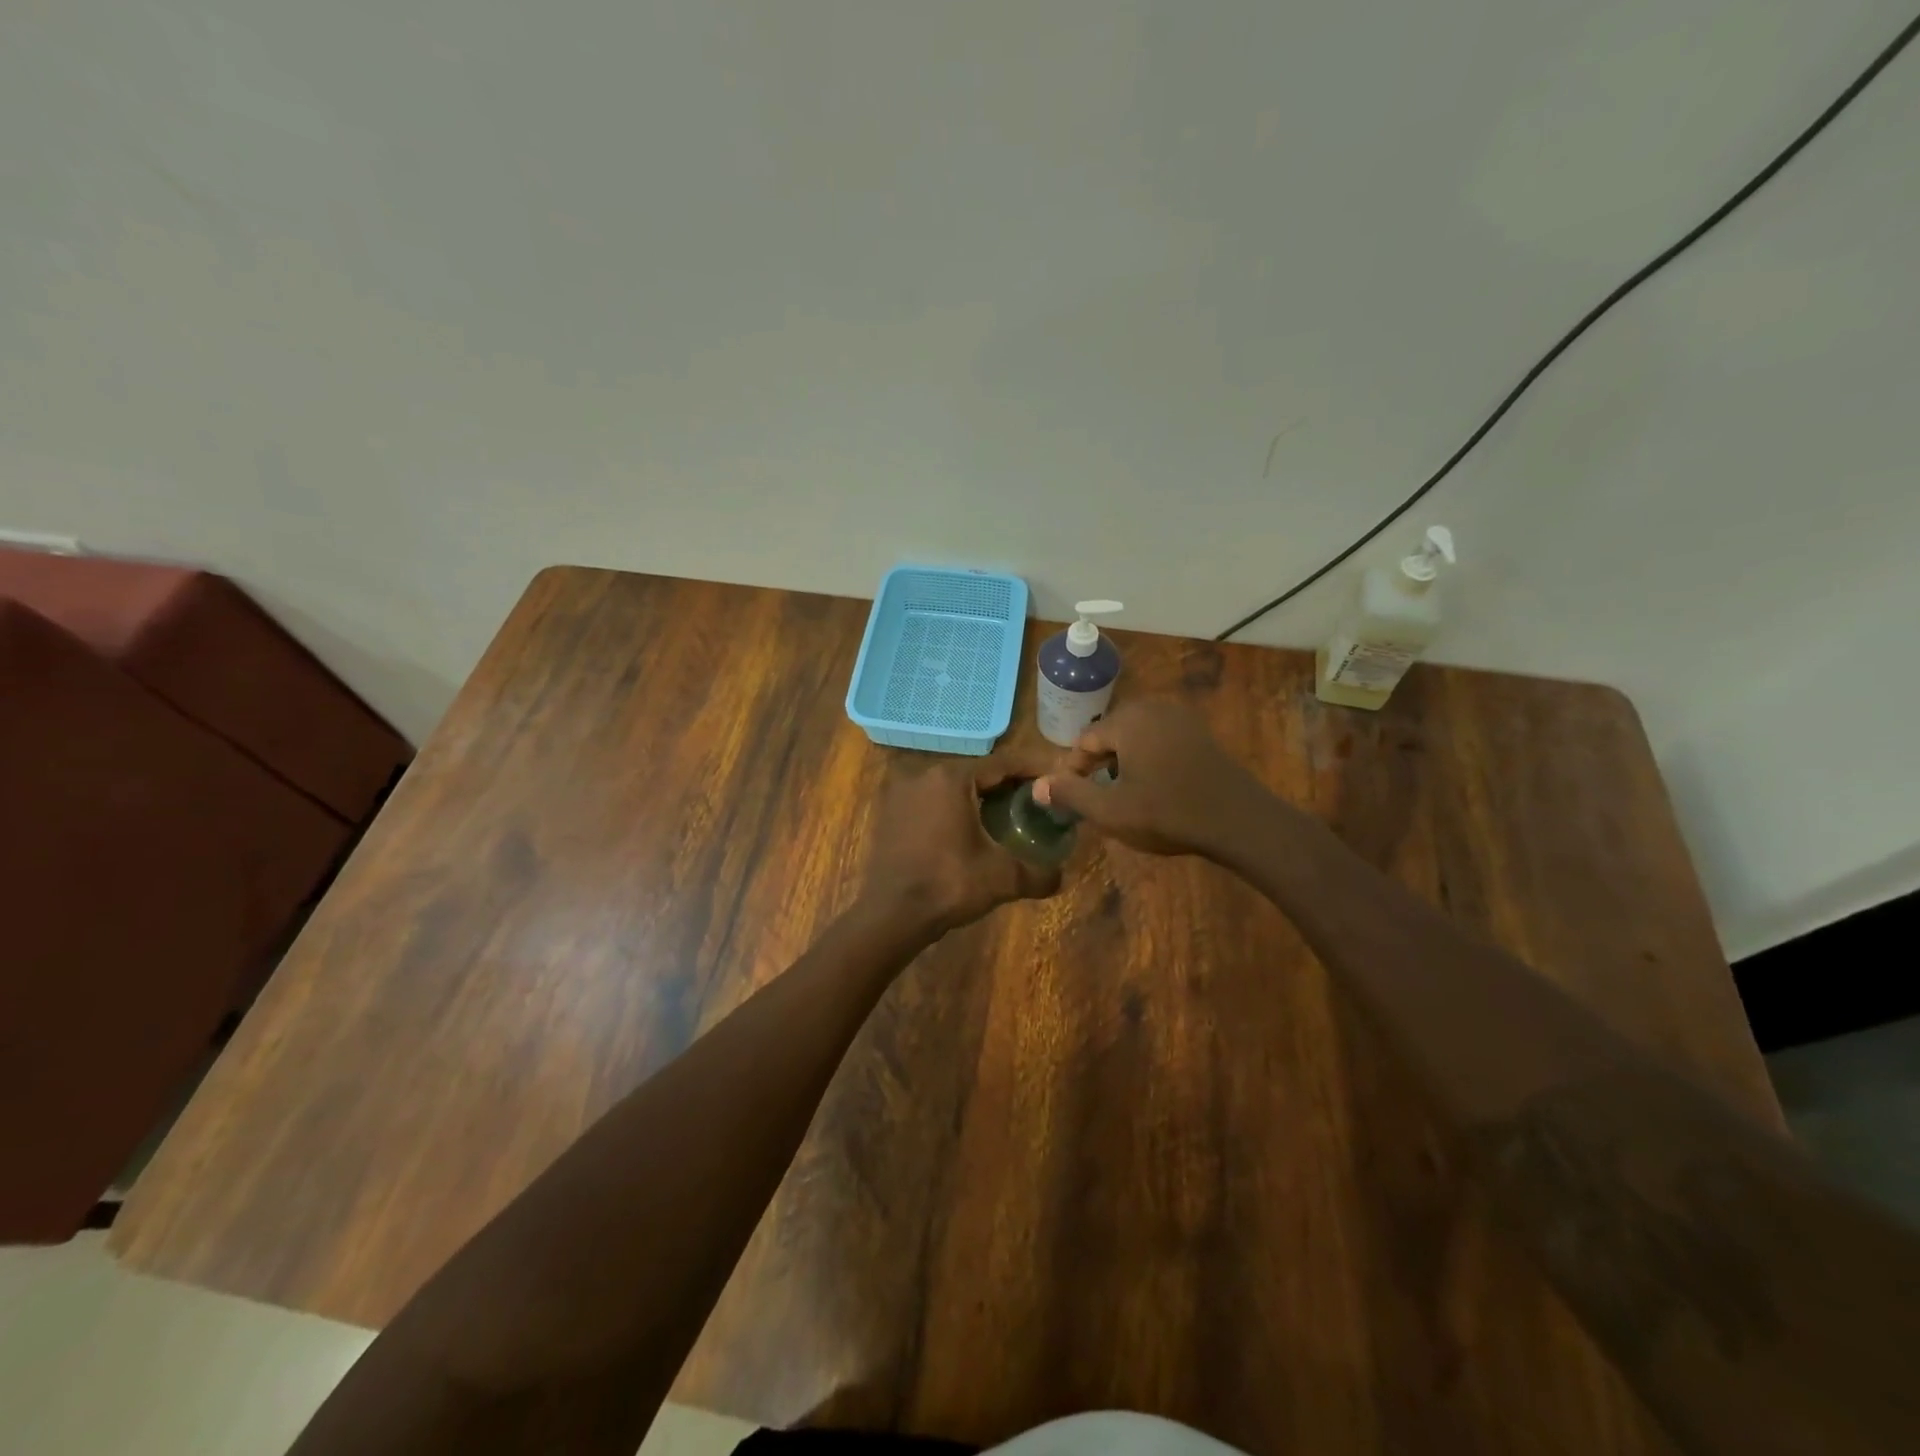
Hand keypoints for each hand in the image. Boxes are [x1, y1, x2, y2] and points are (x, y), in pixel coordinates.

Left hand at [864, 755, 1062, 933]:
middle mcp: (923, 775)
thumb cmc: (948, 884)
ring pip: (951, 788)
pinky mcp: (890, 815)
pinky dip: (952, 810)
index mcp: (951, 778)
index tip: (1054, 778)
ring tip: (1005, 816)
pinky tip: (969, 832)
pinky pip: (930, 803)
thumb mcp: (1003, 878)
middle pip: (976, 773)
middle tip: (1034, 800)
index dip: (1032, 770)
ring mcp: (901, 794)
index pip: (1002, 764)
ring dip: (978, 798)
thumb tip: (1061, 877)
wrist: (890, 914)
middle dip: (1006, 785)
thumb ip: (1039, 873)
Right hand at [1035, 700, 1272, 858]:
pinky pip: (1159, 740)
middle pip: (1109, 734)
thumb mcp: (1110, 811)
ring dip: (1122, 763)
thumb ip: (1070, 794)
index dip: (1073, 771)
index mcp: (1127, 720)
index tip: (1071, 799)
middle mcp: (1152, 708)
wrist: (1238, 821)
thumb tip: (1037, 786)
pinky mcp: (1199, 732)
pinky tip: (1152, 787)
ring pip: (1134, 737)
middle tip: (1096, 799)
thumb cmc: (1168, 814)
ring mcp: (1180, 717)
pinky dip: (1147, 759)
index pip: (1084, 741)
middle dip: (1098, 765)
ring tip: (1121, 795)